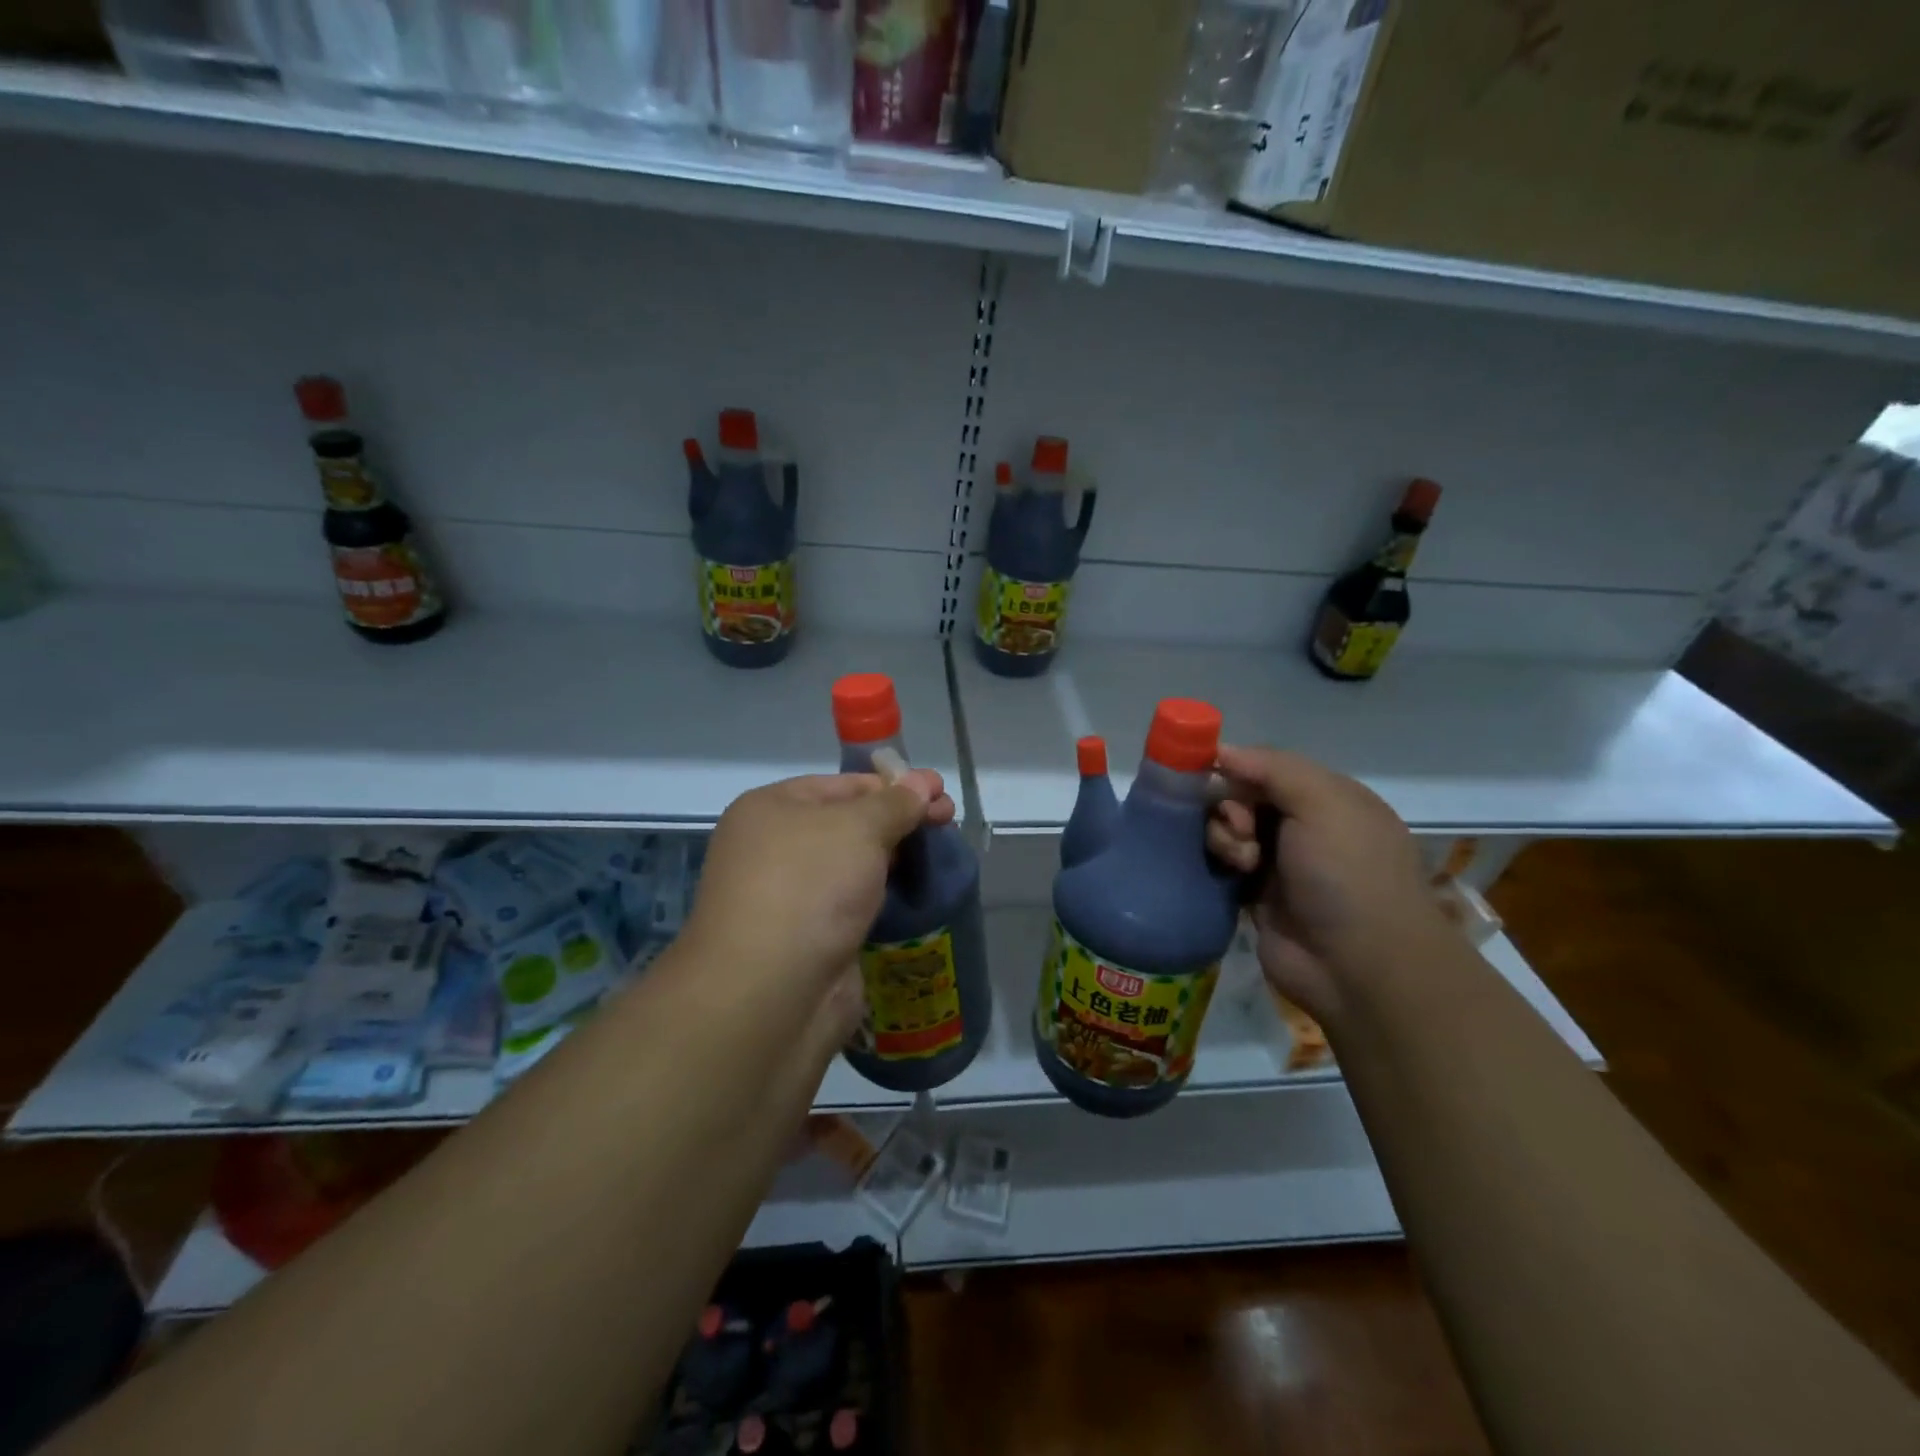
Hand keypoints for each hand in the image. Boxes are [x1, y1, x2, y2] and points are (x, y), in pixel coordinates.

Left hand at [684, 769, 955, 1002]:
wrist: (772, 993)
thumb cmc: (809, 886)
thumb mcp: (859, 828)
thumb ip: (895, 804)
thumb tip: (921, 782)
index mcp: (771, 809)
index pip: (841, 785)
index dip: (893, 784)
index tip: (938, 790)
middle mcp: (773, 848)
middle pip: (848, 823)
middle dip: (900, 819)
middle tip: (947, 820)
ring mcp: (790, 896)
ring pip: (852, 866)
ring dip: (895, 858)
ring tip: (941, 855)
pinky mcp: (810, 938)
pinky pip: (853, 903)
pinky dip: (883, 895)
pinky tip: (918, 893)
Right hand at [1206, 745, 1449, 1020]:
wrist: (1358, 966)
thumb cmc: (1347, 874)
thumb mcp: (1323, 803)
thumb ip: (1272, 768)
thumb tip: (1221, 751)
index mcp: (1328, 799)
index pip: (1268, 767)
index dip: (1238, 768)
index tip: (1212, 775)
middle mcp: (1303, 827)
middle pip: (1241, 797)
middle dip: (1230, 806)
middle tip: (1241, 829)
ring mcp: (1279, 864)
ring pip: (1227, 831)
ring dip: (1224, 838)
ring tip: (1242, 862)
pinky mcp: (1255, 897)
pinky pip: (1221, 866)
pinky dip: (1218, 864)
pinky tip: (1229, 875)